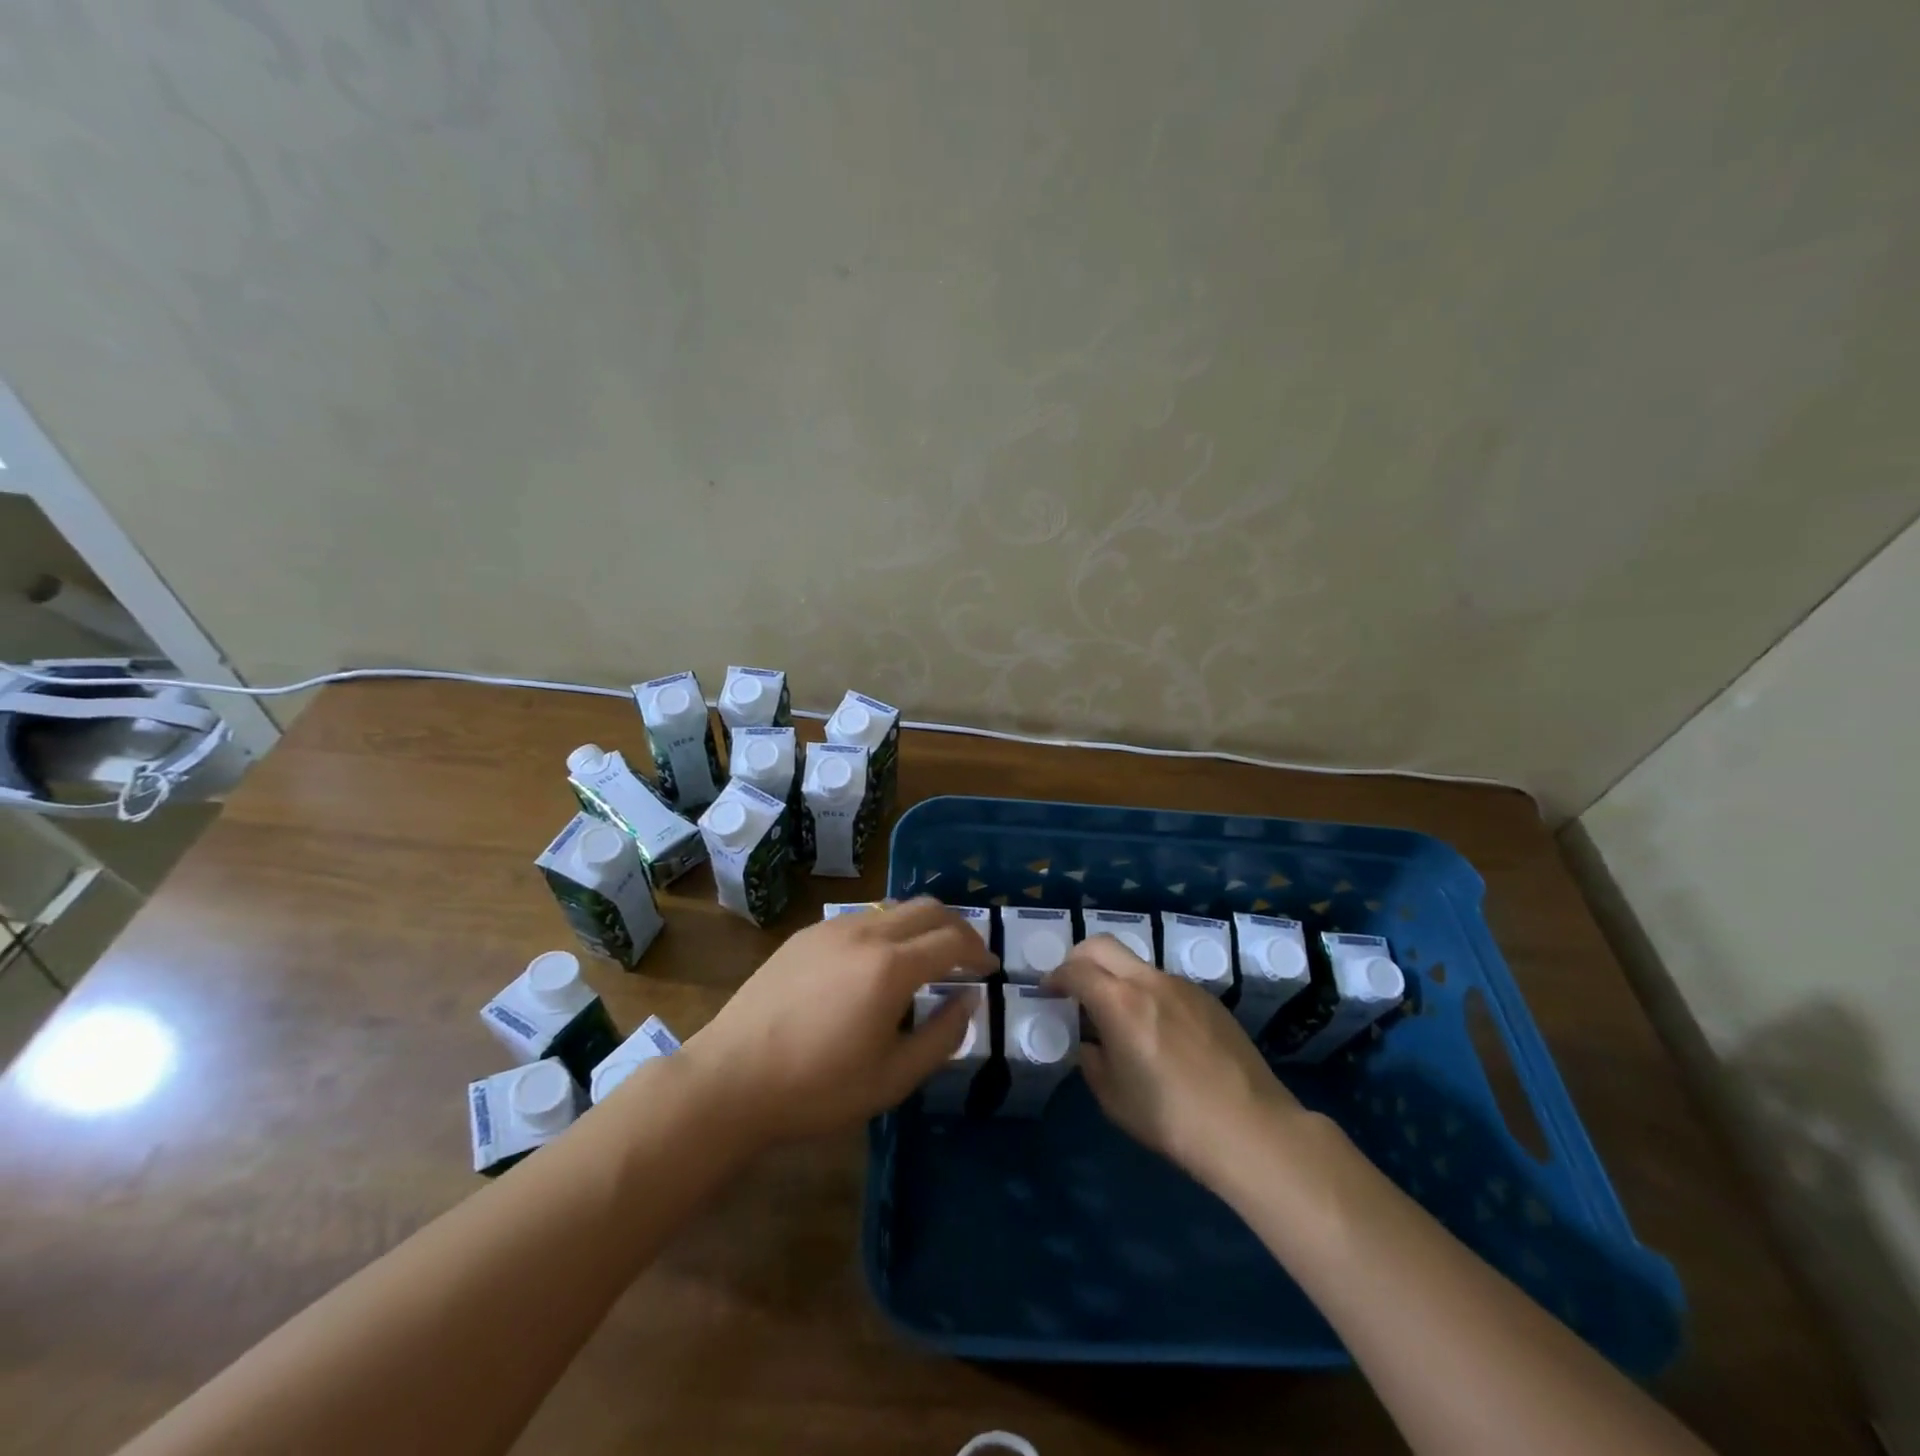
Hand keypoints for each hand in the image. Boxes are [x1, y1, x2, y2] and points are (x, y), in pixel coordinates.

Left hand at [681, 898, 997, 1146]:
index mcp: (892, 966)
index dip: (979, 951)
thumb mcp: (893, 1078)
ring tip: (925, 960)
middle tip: (966, 958)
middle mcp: (866, 932)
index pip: (953, 939)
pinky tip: (876, 964)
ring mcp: (832, 928)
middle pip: (928, 908)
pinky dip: (887, 930)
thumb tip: (967, 1000)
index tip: (989, 970)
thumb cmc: (817, 1087)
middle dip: (956, 928)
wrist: (731, 1078)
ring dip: (921, 926)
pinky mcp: (806, 935)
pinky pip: (862, 918)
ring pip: (894, 908)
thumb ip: (942, 1035)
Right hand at [1047, 935, 1305, 1183]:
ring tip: (1120, 1016)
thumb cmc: (1171, 1118)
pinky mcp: (1208, 999)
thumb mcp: (1113, 1098)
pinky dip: (1148, 994)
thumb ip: (1093, 1061)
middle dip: (1080, 958)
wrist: (1250, 1128)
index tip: (1048, 991)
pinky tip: (1160, 1033)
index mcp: (1118, 1002)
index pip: (1075, 969)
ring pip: (1137, 965)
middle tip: (1074, 985)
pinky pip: (1166, 984)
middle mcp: (1148, 981)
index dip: (1055, 977)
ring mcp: (1182, 986)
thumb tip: (1092, 1044)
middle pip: (1103, 945)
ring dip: (1118, 977)